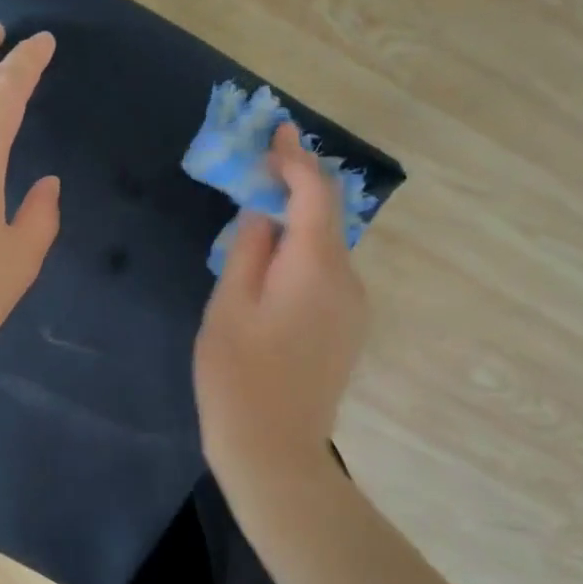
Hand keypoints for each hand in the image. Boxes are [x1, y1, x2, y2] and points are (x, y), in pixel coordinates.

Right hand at [194, 122, 367, 484]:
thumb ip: (248, 250)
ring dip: (297, 222)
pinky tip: (273, 265)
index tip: (277, 131)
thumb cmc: (238, 377)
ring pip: (326, 247)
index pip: (314, 194)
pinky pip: (327, 274)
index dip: (296, 158)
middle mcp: (347, 280)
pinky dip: (303, 254)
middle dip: (296, 185)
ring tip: (257, 216)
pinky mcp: (347, 329)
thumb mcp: (229, 306)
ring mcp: (353, 308)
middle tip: (260, 166)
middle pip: (326, 217)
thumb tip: (262, 213)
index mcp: (315, 267)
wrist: (275, 453)